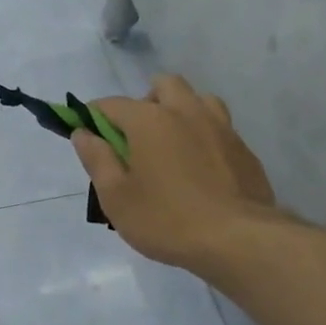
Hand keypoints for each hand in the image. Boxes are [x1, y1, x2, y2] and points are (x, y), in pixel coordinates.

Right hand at [72, 74, 281, 273]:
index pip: (112, 104)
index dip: (94, 116)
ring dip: (180, 110)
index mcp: (149, 120)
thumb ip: (97, 159)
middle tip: (135, 137)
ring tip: (171, 144)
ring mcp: (220, 127)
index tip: (88, 134)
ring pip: (197, 99)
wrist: (238, 240)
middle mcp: (186, 111)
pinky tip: (199, 166)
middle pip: (163, 85)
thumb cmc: (166, 219)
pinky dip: (203, 134)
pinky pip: (218, 127)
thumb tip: (82, 132)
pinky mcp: (243, 148)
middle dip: (144, 101)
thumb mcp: (116, 197)